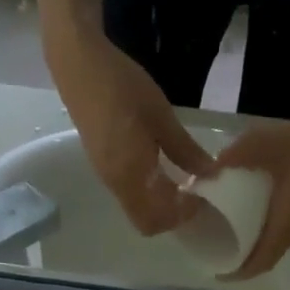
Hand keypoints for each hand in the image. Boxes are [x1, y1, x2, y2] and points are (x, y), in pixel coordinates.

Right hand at [48, 26, 215, 234]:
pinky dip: (150, 194)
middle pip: (147, 223)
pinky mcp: (104, 168)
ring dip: (162, 205)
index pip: (159, 218)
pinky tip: (162, 170)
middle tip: (194, 193)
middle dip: (172, 216)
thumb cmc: (122, 86)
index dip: (182, 215)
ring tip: (182, 182)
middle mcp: (118, 185)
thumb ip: (185, 150)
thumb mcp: (161, 116)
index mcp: (132, 175)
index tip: (203, 194)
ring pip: (139, 210)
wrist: (79, 66)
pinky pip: (131, 196)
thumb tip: (210, 174)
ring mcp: (108, 178)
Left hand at [213, 104, 289, 280]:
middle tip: (217, 242)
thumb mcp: (282, 139)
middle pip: (269, 254)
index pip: (260, 261)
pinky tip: (264, 202)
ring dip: (259, 239)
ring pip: (281, 240)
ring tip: (234, 223)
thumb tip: (208, 170)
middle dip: (243, 255)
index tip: (217, 272)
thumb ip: (244, 153)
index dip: (237, 272)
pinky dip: (274, 224)